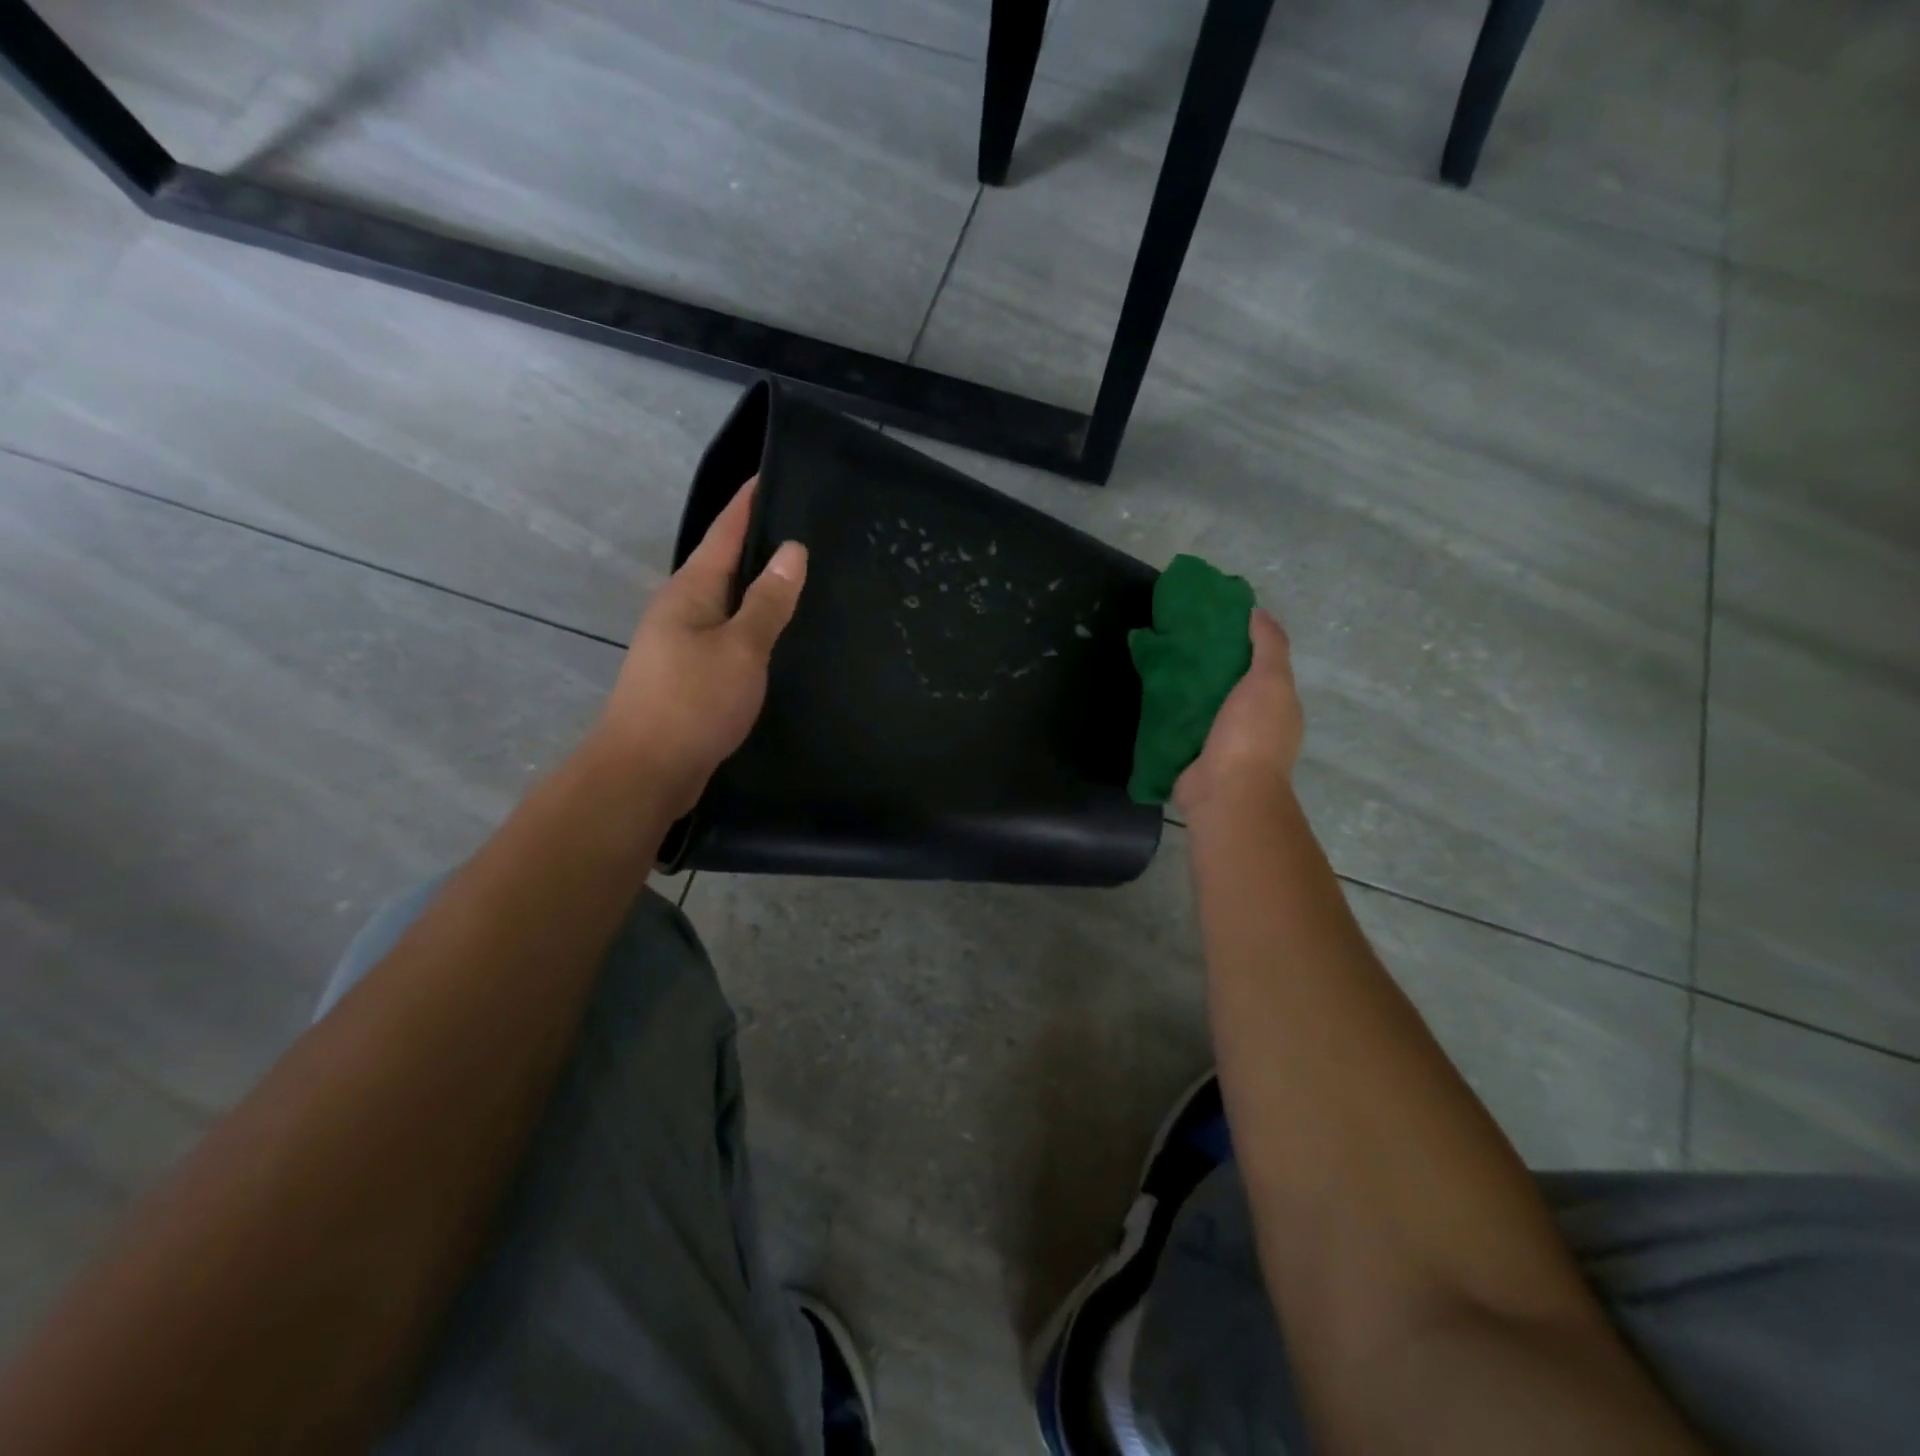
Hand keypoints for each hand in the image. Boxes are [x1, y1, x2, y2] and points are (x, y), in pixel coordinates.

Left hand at [594, 479, 806, 817]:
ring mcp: (682, 644)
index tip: (774, 472)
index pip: (724, 532)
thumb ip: (768, 601)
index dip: (748, 502)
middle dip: (759, 544)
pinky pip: (728, 637)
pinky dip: (754, 628)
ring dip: (758, 589)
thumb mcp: (741, 647)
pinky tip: (778, 635)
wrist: (645, 771)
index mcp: (690, 591)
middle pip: (724, 565)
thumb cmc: (692, 702)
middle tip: (808, 527)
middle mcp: (681, 609)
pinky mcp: (690, 677)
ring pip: (728, 604)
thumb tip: (793, 550)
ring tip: (802, 577)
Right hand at [1172, 608, 1303, 819]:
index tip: (1213, 623)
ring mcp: (1222, 743)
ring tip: (1160, 664)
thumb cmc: (1252, 734)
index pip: (1261, 667)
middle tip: (1179, 641)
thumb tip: (1259, 612)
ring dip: (1187, 691)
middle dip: (1208, 667)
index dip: (1241, 643)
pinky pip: (1181, 728)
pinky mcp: (1193, 756)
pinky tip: (1149, 696)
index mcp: (1276, 705)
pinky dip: (1169, 713)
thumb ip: (1269, 646)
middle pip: (1229, 686)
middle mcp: (1252, 725)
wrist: (1225, 791)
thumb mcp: (1269, 680)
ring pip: (1204, 707)